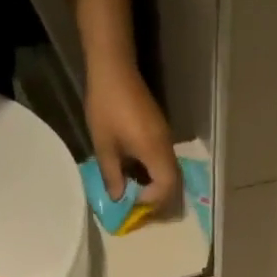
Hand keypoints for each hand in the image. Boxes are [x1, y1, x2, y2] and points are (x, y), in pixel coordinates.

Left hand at [85, 58, 178, 209]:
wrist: (114, 70)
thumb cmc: (106, 107)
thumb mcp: (104, 146)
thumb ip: (112, 176)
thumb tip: (118, 199)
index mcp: (154, 151)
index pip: (166, 186)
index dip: (152, 201)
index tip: (133, 204)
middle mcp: (166, 147)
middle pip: (173, 182)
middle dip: (157, 198)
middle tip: (138, 206)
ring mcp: (165, 138)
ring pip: (169, 171)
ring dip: (156, 186)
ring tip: (136, 192)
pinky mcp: (160, 131)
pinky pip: (164, 160)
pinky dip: (154, 173)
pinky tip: (137, 173)